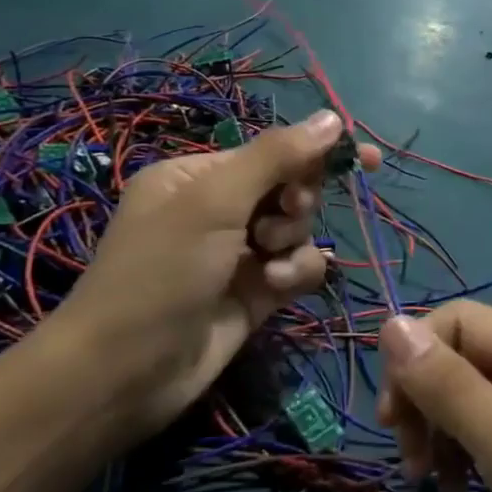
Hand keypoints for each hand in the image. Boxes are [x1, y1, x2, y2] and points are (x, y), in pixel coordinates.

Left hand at [52, 111, 379, 432]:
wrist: (123, 375)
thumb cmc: (161, 272)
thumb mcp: (215, 202)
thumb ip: (277, 156)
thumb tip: (333, 117)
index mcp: (197, 176)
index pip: (272, 151)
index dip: (317, 152)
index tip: (367, 159)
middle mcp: (218, 210)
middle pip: (290, 188)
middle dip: (296, 204)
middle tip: (284, 217)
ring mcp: (237, 253)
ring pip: (298, 230)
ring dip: (293, 242)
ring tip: (267, 262)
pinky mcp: (255, 293)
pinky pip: (296, 267)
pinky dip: (294, 274)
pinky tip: (273, 289)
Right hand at [376, 302, 491, 491]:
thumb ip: (452, 388)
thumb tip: (390, 323)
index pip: (460, 321)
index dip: (416, 359)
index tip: (392, 424)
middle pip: (464, 355)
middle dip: (427, 400)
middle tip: (411, 463)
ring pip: (472, 393)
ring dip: (441, 430)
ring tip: (434, 484)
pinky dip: (466, 453)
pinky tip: (463, 491)